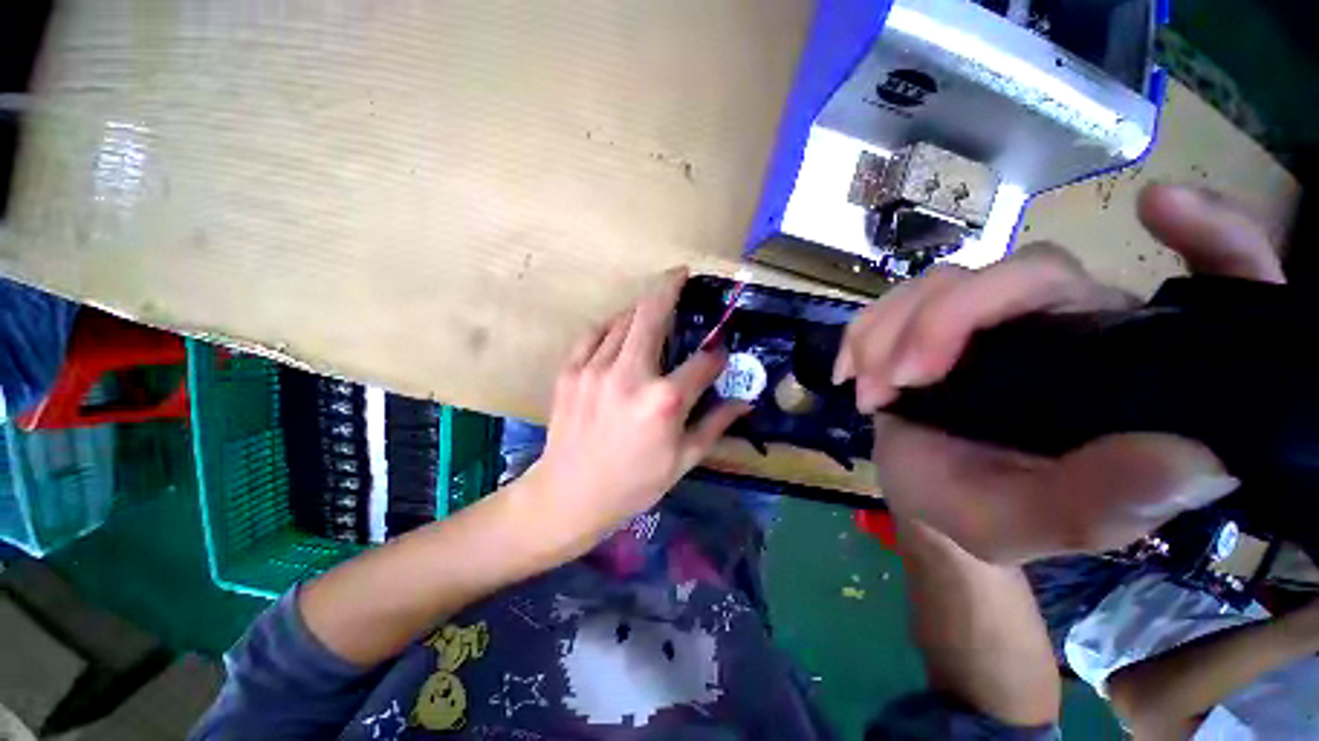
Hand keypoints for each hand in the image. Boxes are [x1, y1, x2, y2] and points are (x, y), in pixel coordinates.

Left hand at [517, 267, 749, 558]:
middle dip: (670, 287)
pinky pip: (593, 333)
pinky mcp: (570, 371)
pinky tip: (619, 328)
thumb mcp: (683, 461)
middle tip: (681, 273)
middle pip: (653, 314)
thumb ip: (716, 424)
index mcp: (664, 401)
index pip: (703, 363)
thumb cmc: (633, 483)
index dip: (717, 358)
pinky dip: (610, 325)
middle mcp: (630, 375)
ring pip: (624, 320)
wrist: (569, 495)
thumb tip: (745, 401)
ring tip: (654, 309)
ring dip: (642, 310)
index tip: (719, 357)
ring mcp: (595, 369)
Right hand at [835, 184, 1284, 562]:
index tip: (1161, 206)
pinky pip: (896, 298)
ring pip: (947, 280)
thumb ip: (1101, 504)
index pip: (1207, 288)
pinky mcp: (936, 320)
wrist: (920, 495)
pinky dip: (864, 331)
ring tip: (871, 392)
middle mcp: (1072, 327)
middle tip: (901, 379)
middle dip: (946, 319)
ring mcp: (996, 318)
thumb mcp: (1033, 524)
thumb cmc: (983, 513)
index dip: (1213, 235)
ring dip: (890, 331)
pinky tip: (852, 373)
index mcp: (1125, 373)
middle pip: (1026, 271)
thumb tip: (1195, 459)